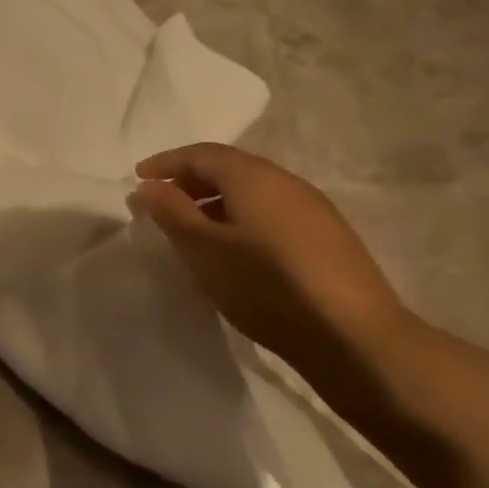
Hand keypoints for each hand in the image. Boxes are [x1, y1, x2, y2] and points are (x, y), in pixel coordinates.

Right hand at [127, 144, 413, 368]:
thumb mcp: (203, 249)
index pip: (203, 154)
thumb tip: (147, 185)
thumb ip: (171, 212)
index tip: (137, 178)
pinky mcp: (324, 238)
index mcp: (255, 178)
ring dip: (212, 202)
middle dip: (188, 181)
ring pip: (250, 192)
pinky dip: (237, 219)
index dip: (166, 162)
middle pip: (229, 168)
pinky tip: (229, 250)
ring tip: (188, 231)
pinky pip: (269, 213)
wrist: (351, 333)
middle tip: (158, 205)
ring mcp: (311, 210)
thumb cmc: (265, 284)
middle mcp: (286, 183)